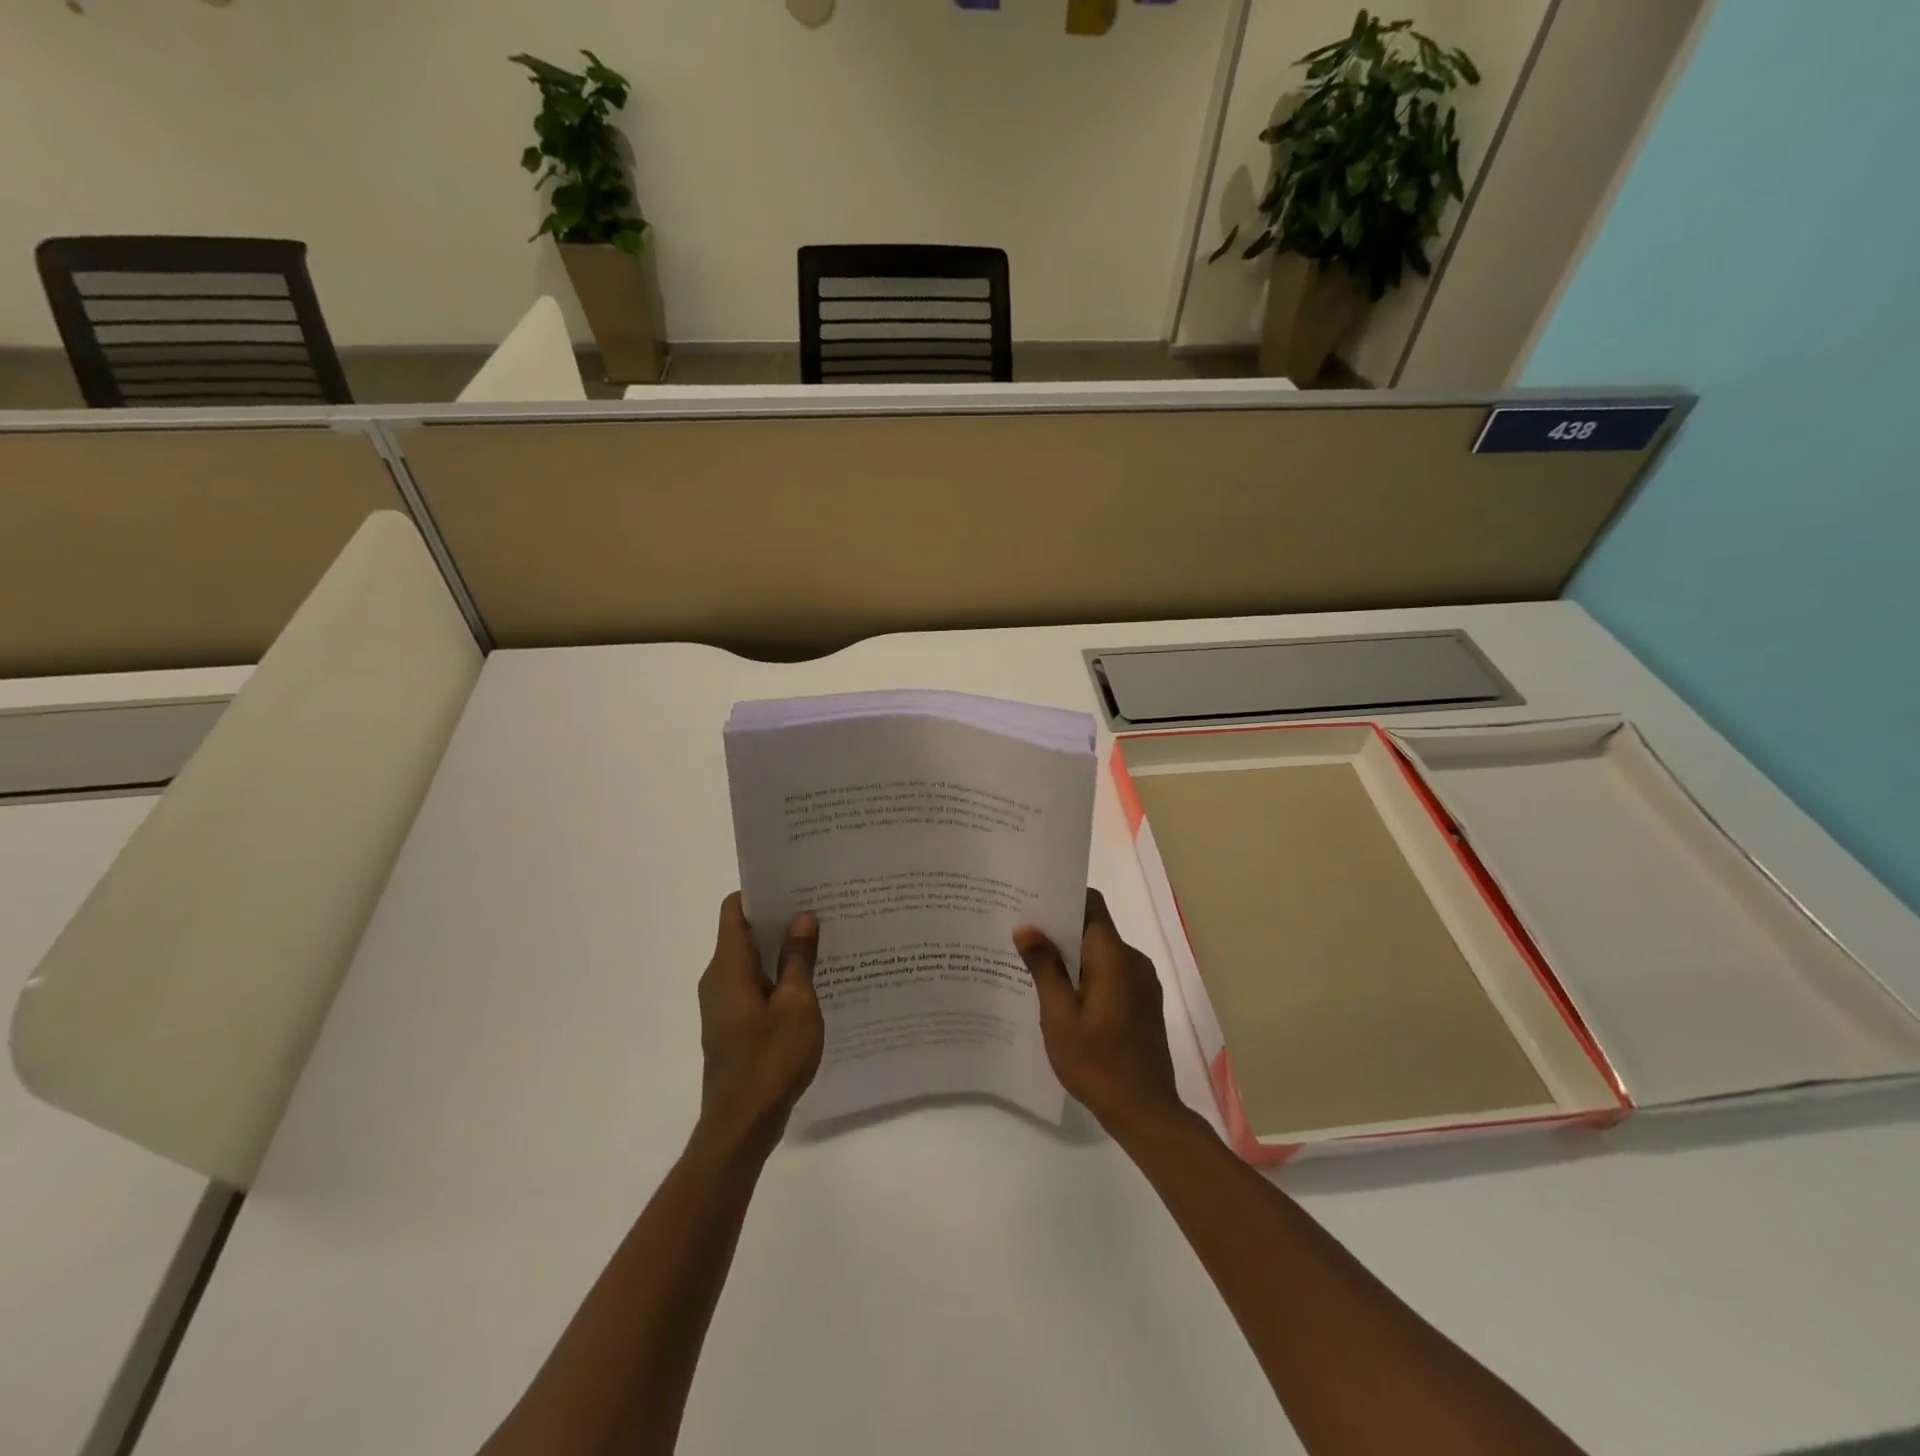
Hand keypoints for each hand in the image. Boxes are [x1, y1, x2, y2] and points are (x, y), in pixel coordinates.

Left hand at [696, 894, 824, 1157]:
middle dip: (779, 918)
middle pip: (743, 932)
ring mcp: (723, 1004)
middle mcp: (718, 979)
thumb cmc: (771, 1059)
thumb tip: (802, 917)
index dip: (761, 892)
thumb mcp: (797, 1005)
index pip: (734, 909)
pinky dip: (777, 976)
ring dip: (781, 949)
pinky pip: (753, 986)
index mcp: (729, 966)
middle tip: (820, 908)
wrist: (742, 1125)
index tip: (795, 884)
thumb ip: (799, 958)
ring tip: (822, 939)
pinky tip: (811, 982)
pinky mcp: (731, 1025)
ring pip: (751, 961)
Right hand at [1014, 889, 1185, 1140]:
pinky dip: (1089, 975)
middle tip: (1022, 935)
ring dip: (1073, 955)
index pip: (1092, 904)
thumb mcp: (1059, 1018)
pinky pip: (1113, 973)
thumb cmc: (1097, 1064)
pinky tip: (1064, 996)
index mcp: (1114, 957)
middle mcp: (1133, 961)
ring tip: (1035, 966)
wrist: (1146, 1112)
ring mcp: (1143, 982)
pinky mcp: (1144, 1002)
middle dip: (1060, 928)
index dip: (1063, 897)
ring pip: (1103, 952)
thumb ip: (1045, 968)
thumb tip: (1027, 927)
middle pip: (1095, 928)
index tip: (1032, 901)